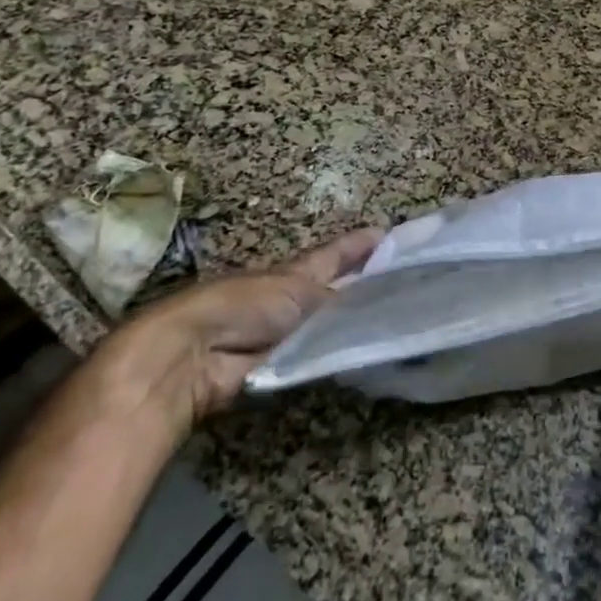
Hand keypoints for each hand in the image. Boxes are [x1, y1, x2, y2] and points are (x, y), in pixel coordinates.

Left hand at [87, 227, 382, 437]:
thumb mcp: (300, 291)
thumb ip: (340, 298)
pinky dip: (343, 353)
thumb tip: (376, 301)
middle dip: (366, 283)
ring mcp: (288, 334)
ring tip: (399, 318)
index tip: (387, 232)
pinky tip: (371, 353)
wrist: (195, 355)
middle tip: (405, 280)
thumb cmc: (246, 307)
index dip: (359, 244)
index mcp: (296, 271)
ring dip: (358, 321)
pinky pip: (322, 356)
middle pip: (337, 289)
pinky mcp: (282, 368)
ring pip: (333, 323)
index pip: (335, 254)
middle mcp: (294, 298)